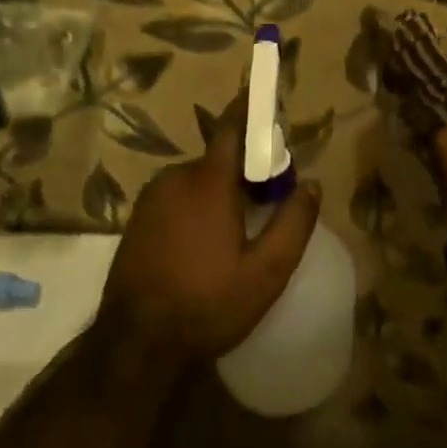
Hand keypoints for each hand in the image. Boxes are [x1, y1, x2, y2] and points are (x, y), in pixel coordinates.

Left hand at [98, 101, 321, 367]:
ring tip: (235, 233)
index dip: (250, 109)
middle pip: (219, 158)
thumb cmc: (206, 305)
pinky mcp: (138, 217)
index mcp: (209, 180)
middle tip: (266, 203)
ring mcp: (153, 196)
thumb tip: (312, 184)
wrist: (134, 345)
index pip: (232, 127)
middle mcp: (178, 176)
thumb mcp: (265, 274)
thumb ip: (293, 224)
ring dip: (219, 192)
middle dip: (244, 171)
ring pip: (198, 180)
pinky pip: (177, 196)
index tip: (267, 102)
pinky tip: (203, 245)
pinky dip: (195, 206)